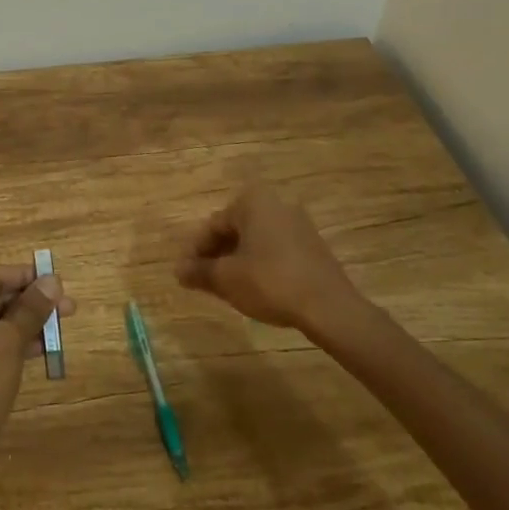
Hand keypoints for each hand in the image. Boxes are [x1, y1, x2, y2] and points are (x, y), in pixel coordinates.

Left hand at [0, 266, 74, 479]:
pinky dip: (6, 344)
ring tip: (61, 326)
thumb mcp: (7, 344)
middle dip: (28, 303)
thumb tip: (53, 281)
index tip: (60, 281)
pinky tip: (39, 349)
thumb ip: (30, 309)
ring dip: (22, 324)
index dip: (27, 277)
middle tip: (68, 307)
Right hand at [176, 186, 375, 344]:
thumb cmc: (270, 282)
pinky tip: (254, 287)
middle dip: (216, 255)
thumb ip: (198, 271)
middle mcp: (276, 204)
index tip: (186, 274)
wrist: (329, 308)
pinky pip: (275, 249)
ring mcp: (298, 224)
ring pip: (255, 240)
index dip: (195, 252)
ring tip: (226, 287)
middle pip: (234, 230)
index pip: (213, 225)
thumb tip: (178, 271)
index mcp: (252, 202)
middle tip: (204, 280)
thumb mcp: (226, 278)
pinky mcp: (313, 246)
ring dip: (237, 260)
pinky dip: (259, 264)